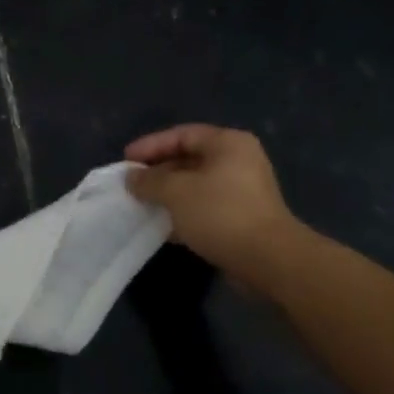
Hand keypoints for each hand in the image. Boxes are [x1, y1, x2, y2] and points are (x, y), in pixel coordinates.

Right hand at [125, 125, 302, 284]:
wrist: (267, 259)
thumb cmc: (220, 213)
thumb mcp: (176, 191)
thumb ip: (149, 181)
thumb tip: (131, 178)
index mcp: (228, 144)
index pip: (182, 134)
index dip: (151, 145)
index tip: (126, 161)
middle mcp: (239, 161)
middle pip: (189, 158)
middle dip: (158, 171)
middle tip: (132, 183)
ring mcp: (242, 190)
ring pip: (196, 184)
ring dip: (168, 193)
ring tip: (142, 203)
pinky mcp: (241, 217)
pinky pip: (204, 206)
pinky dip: (183, 211)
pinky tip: (162, 225)